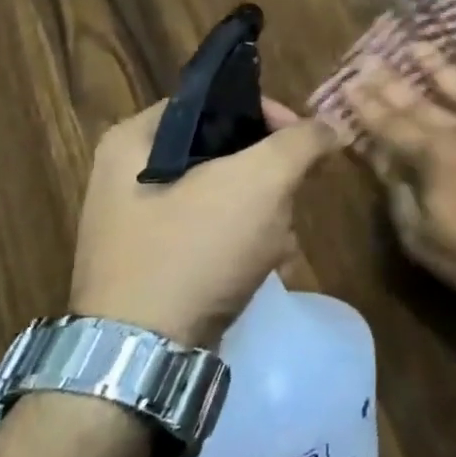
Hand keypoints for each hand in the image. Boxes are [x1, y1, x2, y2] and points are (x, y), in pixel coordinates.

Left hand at [69, 97, 338, 343]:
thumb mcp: (262, 181)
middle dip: (270, 176)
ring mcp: (135, 223)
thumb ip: (302, 141)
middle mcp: (125, 174)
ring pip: (222, 195)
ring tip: (280, 243)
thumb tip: (330, 127)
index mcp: (135, 139)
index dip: (268, 112)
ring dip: (263, 213)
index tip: (304, 142)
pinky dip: (241, 243)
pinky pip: (208, 233)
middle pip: (224, 151)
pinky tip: (264, 265)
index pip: (216, 99)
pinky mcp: (150, 264)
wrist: (143, 357)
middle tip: (292, 198)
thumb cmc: (196, 249)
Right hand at [343, 44, 455, 294]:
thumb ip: (400, 197)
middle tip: (370, 59)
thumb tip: (384, 162)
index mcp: (432, 159)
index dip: (368, 107)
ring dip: (438, 67)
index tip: (349, 84)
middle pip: (420, 103)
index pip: (390, 127)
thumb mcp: (424, 239)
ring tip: (418, 45)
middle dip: (392, 83)